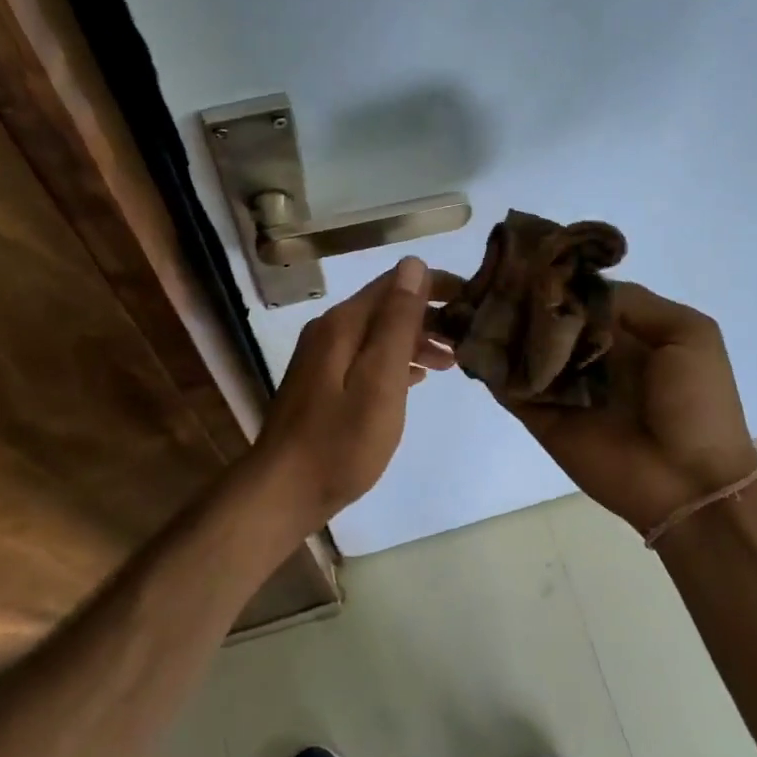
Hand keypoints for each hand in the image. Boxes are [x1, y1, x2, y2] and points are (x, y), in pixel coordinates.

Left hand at [251, 257, 453, 521]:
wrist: (282, 491)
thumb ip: (397, 323)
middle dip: (430, 315)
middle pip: (386, 306)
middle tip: (470, 338)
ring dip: (416, 340)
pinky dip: (396, 361)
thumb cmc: (340, 442)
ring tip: (453, 362)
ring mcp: (322, 357)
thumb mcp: (379, 381)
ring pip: (378, 333)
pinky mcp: (322, 383)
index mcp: (343, 324)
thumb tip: (413, 265)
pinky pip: (367, 357)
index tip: (473, 299)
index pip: (396, 282)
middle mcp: (330, 330)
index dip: (436, 285)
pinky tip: (417, 378)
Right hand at [465, 281, 756, 535]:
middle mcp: (584, 351)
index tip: (520, 249)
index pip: (576, 291)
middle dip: (515, 293)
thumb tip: (575, 287)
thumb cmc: (697, 403)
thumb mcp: (688, 333)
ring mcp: (559, 383)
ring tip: (464, 296)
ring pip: (518, 346)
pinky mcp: (539, 415)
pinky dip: (487, 364)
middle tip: (483, 270)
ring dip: (495, 324)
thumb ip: (634, 303)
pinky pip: (508, 385)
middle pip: (542, 315)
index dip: (552, 271)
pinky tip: (465, 337)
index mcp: (621, 329)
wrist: (689, 482)